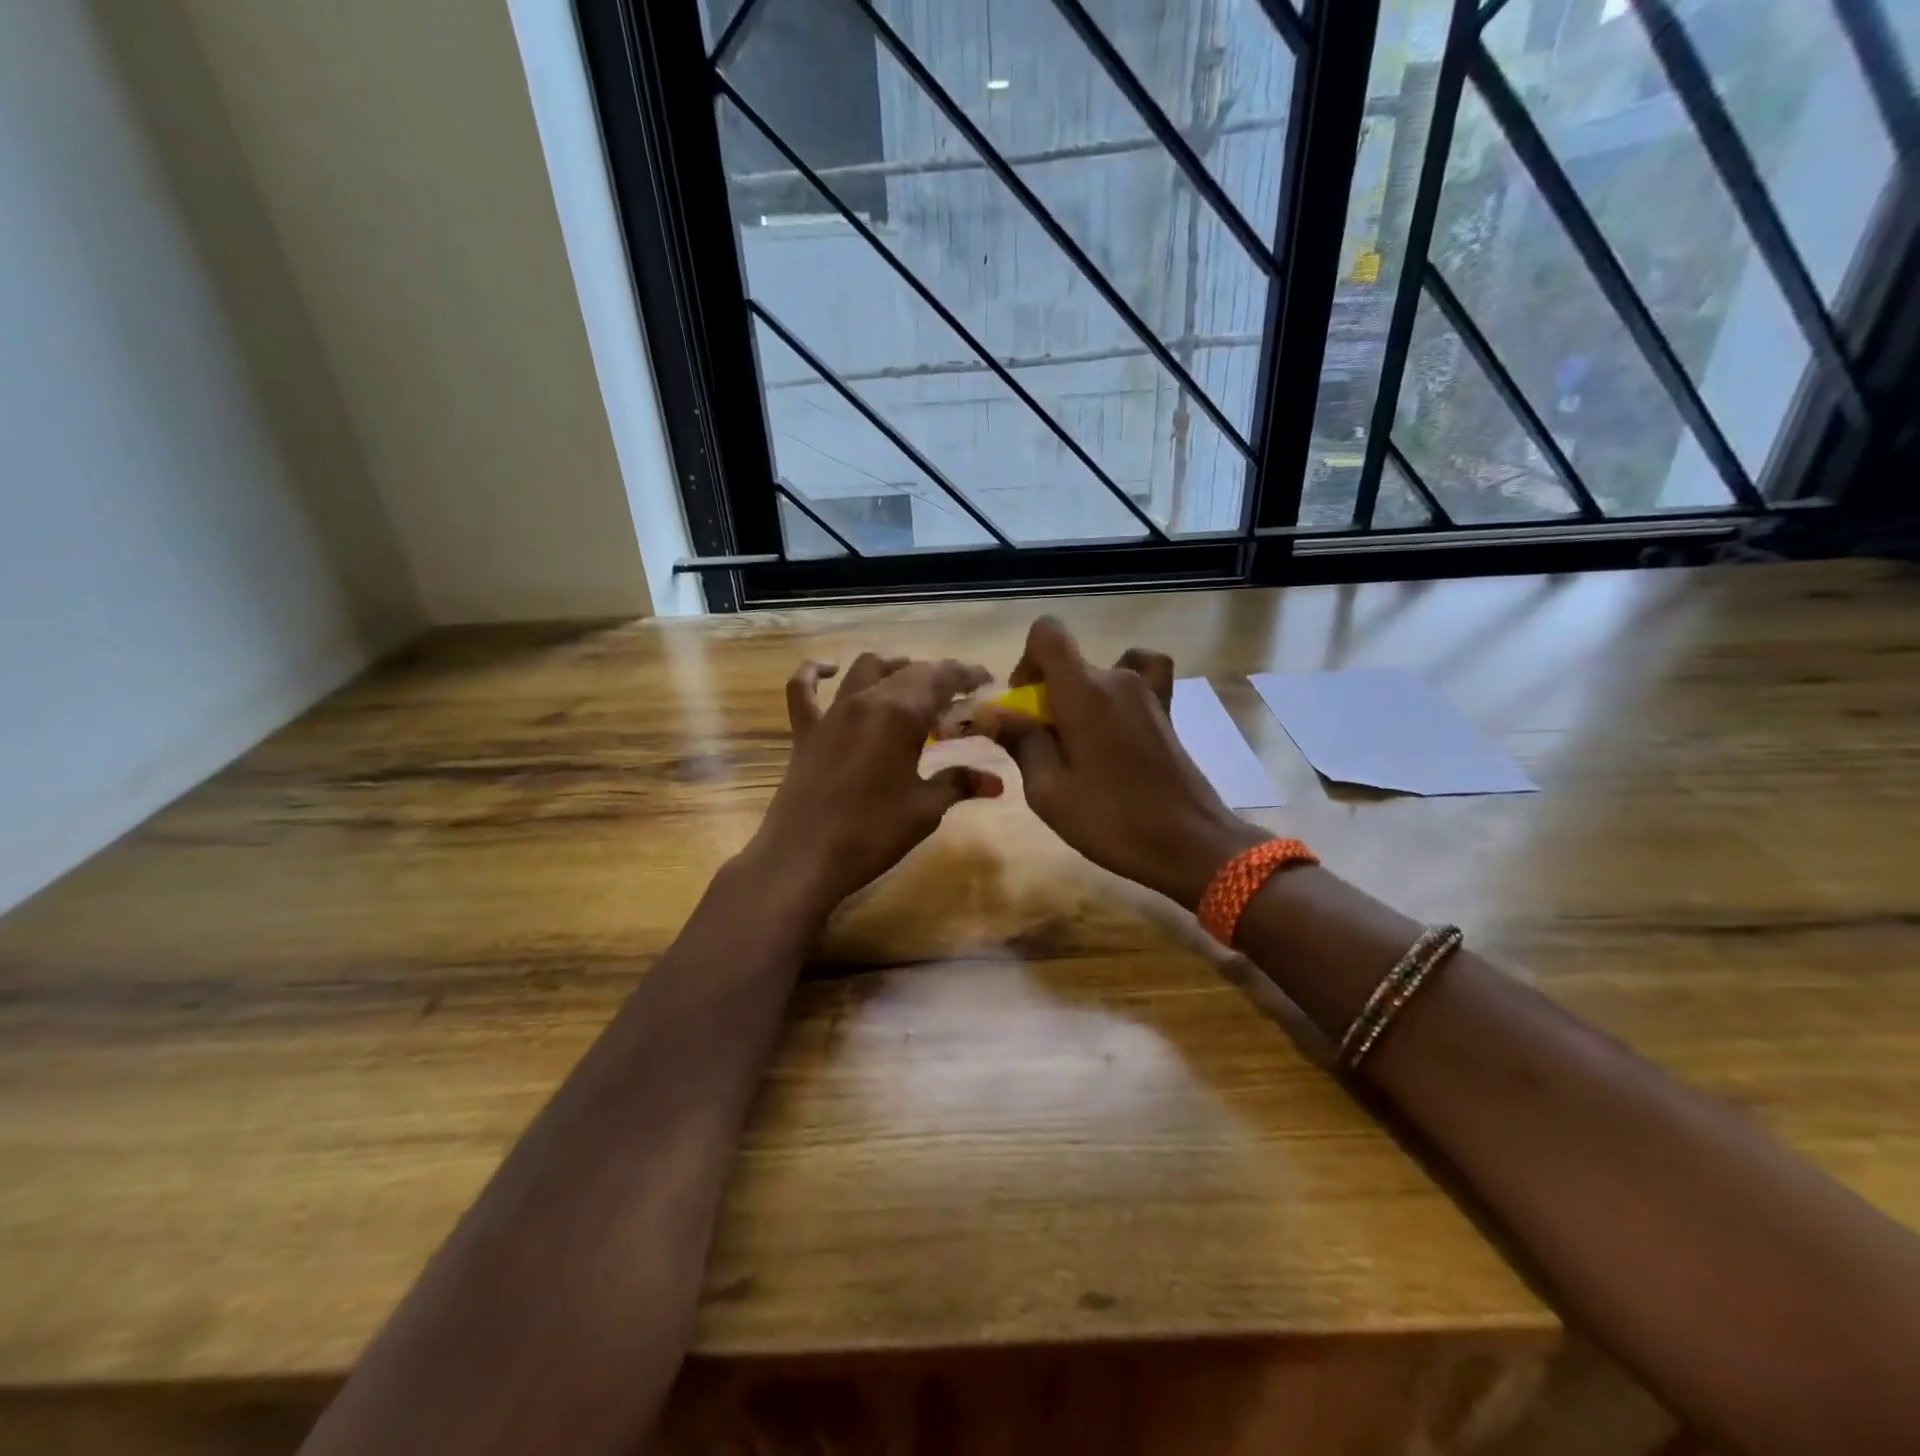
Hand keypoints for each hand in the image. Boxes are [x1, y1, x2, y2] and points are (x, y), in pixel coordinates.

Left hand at [745, 653, 1000, 919]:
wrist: (804, 858)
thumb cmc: (872, 832)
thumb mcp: (925, 809)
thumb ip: (959, 784)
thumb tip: (996, 782)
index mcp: (901, 713)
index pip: (942, 677)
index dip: (967, 674)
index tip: (987, 681)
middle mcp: (866, 700)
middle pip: (908, 671)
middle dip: (938, 676)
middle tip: (959, 697)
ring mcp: (832, 713)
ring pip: (865, 669)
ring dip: (893, 668)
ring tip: (912, 682)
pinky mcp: (805, 732)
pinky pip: (803, 689)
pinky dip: (815, 673)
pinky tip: (828, 670)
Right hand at [973, 617, 1266, 907]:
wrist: (1190, 844)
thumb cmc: (1112, 820)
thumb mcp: (1049, 791)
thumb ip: (1020, 742)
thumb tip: (992, 712)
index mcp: (1083, 691)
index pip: (1048, 633)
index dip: (1027, 661)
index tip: (1024, 705)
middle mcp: (1117, 678)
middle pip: (1069, 661)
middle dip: (1047, 693)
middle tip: (1044, 745)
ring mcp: (1147, 693)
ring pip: (1097, 675)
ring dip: (1078, 700)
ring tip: (1079, 746)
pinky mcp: (1165, 712)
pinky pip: (1137, 680)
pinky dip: (1117, 693)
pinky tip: (1114, 725)